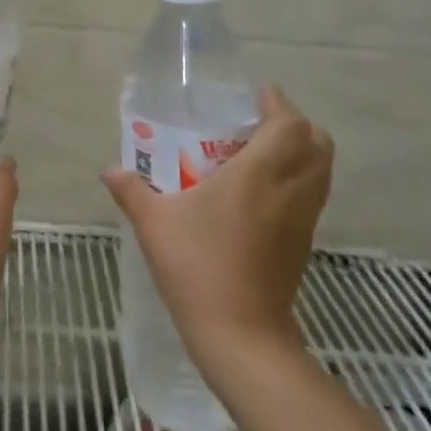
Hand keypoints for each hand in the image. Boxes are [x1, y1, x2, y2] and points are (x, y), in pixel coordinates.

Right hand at [103, 85, 332, 377]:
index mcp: (258, 174)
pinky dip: (298, 182)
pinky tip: (261, 193)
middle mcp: (289, 191)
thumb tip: (110, 171)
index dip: (280, 104)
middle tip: (261, 122)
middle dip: (297, 125)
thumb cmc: (197, 266)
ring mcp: (302, 220)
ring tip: (261, 153)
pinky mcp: (303, 245)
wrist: (240, 335)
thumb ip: (132, 190)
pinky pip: (312, 197)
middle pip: (318, 144)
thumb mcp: (154, 223)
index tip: (257, 96)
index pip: (290, 125)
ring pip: (321, 172)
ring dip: (301, 153)